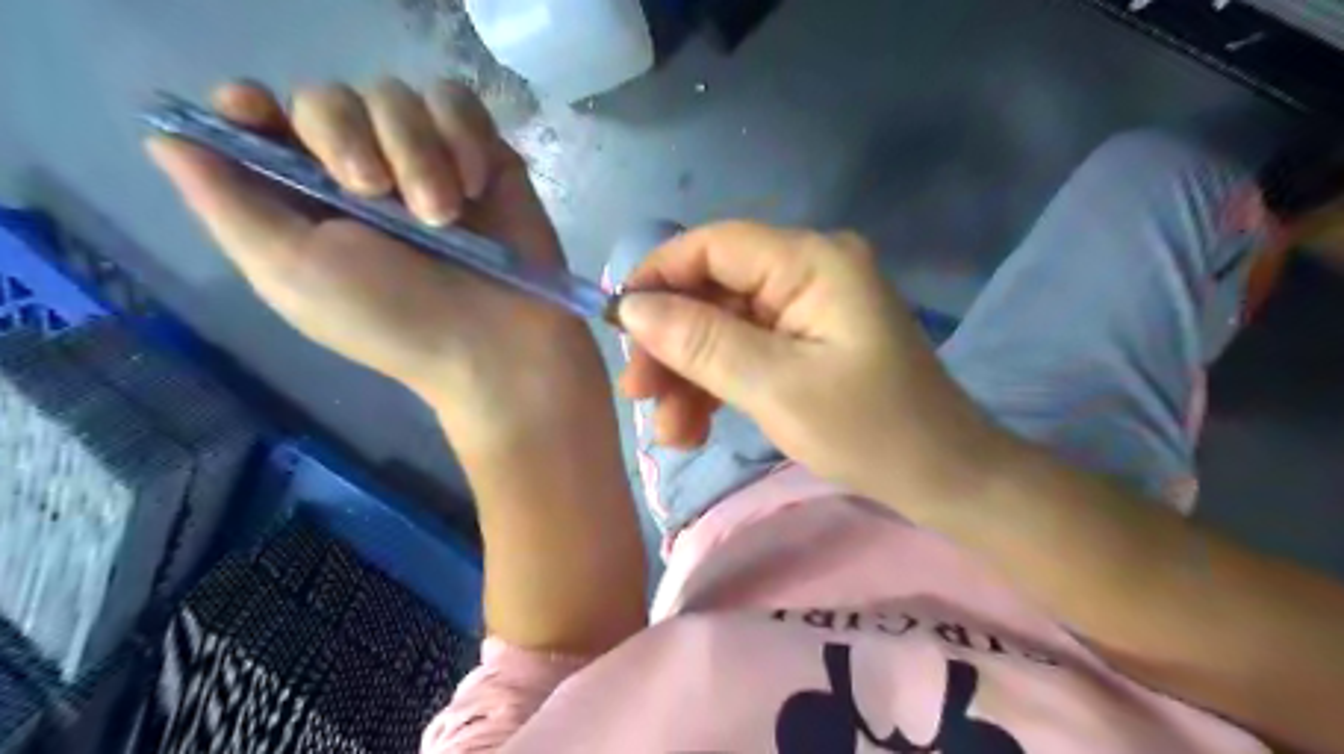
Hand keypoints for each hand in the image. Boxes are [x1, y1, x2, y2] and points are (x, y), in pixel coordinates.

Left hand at [144, 79, 609, 443]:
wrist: (499, 343)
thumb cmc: (394, 321)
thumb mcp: (292, 274)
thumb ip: (229, 205)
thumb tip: (170, 138)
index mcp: (307, 203)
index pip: (260, 121)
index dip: (252, 107)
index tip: (258, 114)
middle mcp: (363, 174)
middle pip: (327, 98)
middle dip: (347, 138)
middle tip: (374, 193)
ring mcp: (427, 162)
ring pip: (396, 95)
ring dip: (417, 151)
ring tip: (443, 215)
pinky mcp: (482, 156)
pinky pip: (458, 101)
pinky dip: (463, 135)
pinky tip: (475, 186)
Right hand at [613, 221, 1000, 499]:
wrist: (942, 477)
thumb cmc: (870, 431)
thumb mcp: (775, 387)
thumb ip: (700, 342)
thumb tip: (631, 308)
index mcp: (811, 261)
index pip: (713, 245)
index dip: (658, 278)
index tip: (618, 326)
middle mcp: (807, 270)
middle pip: (714, 291)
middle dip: (671, 343)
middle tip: (639, 396)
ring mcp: (806, 307)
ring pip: (723, 326)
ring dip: (689, 375)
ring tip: (671, 433)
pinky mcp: (805, 341)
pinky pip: (745, 350)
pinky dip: (716, 385)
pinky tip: (694, 427)